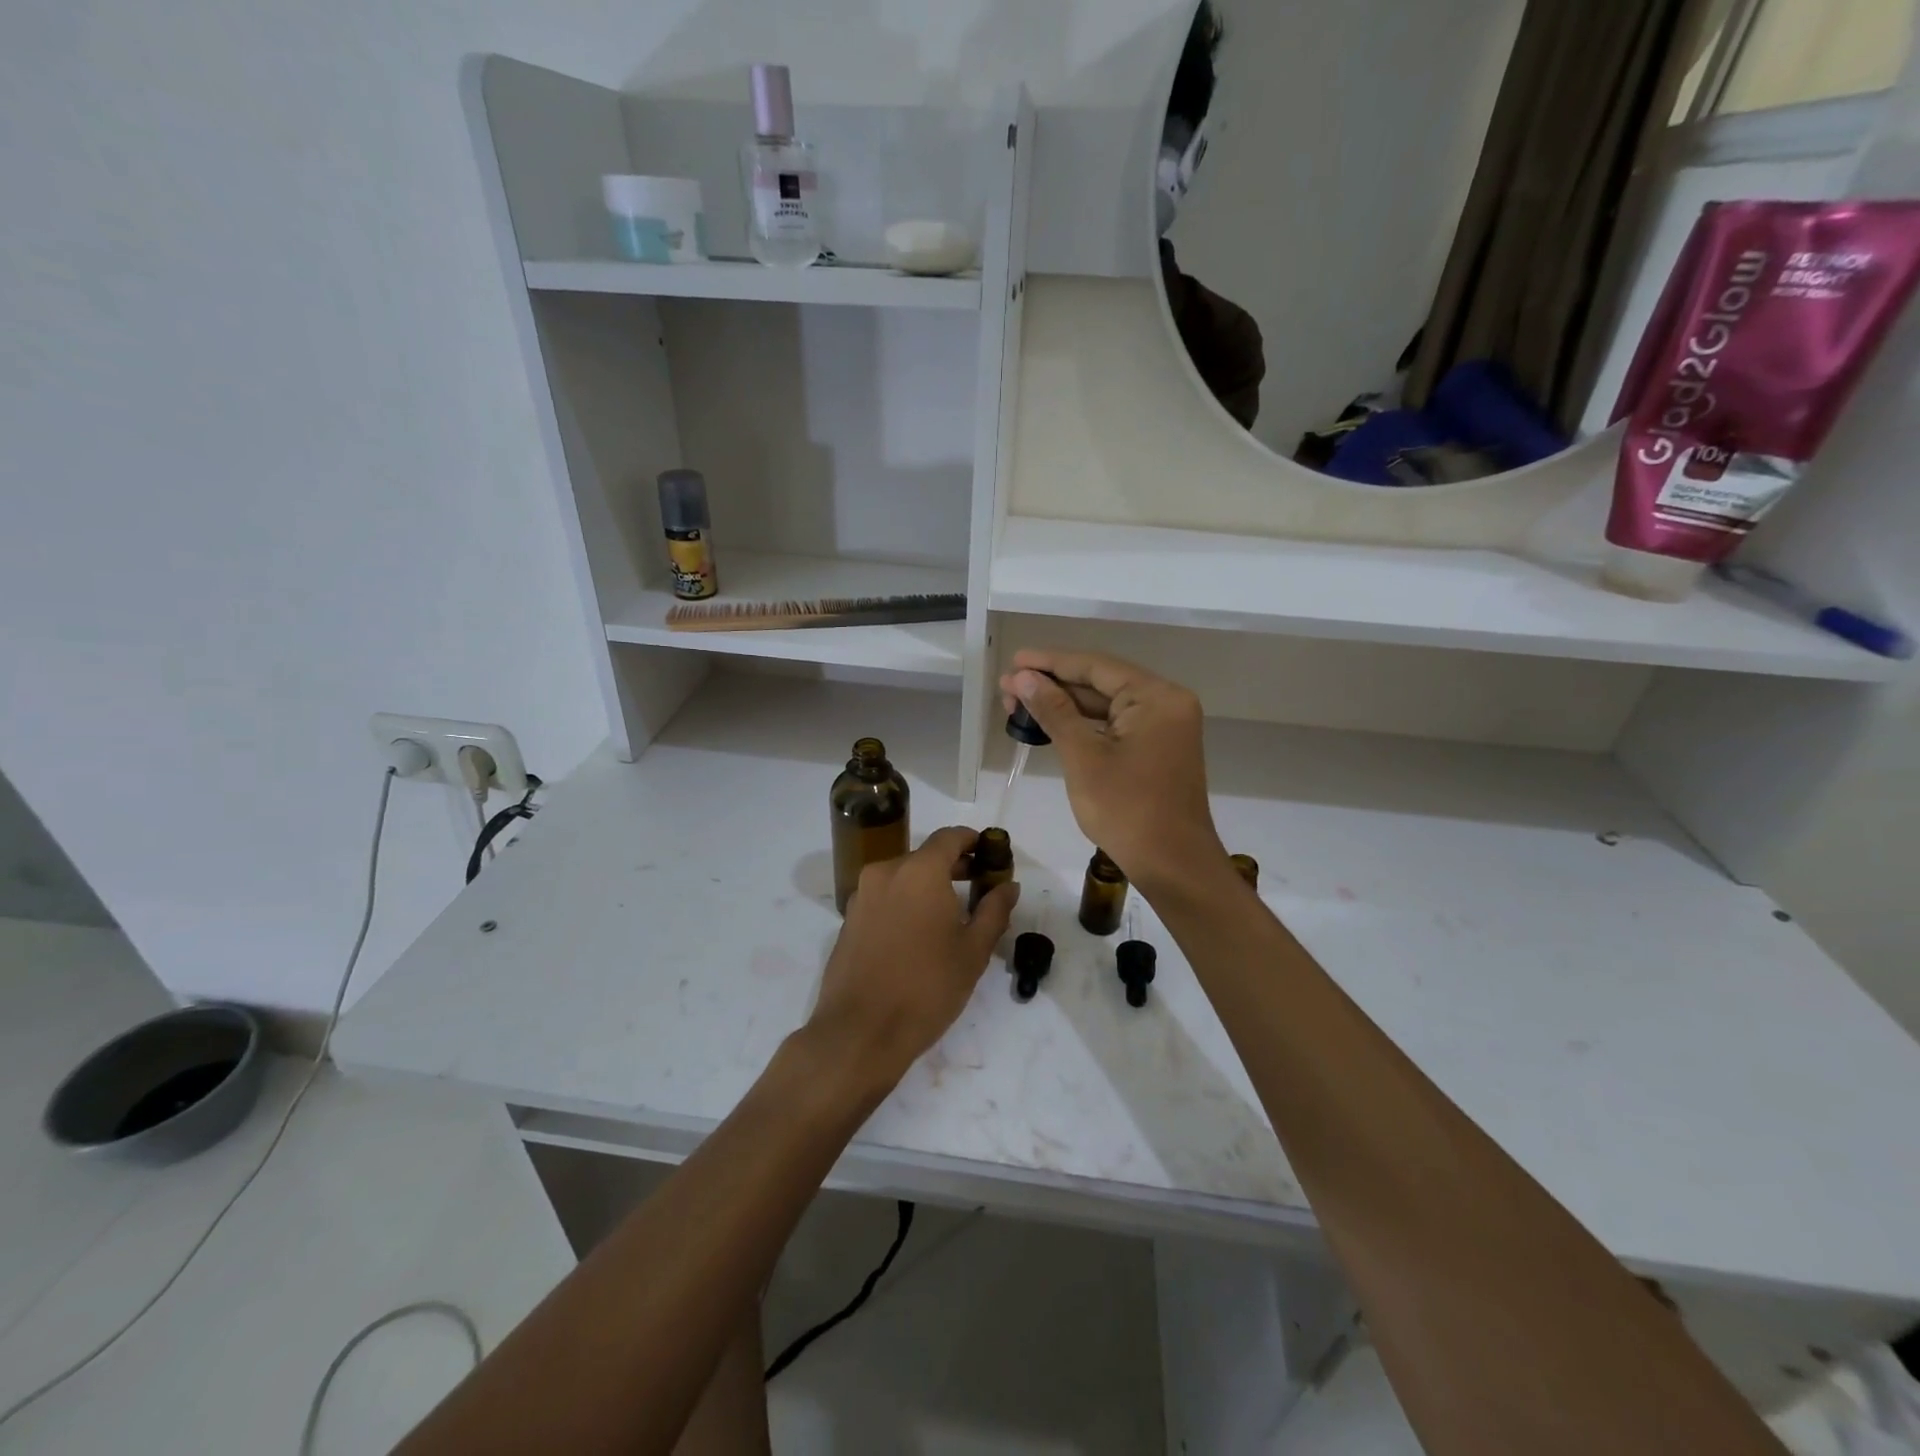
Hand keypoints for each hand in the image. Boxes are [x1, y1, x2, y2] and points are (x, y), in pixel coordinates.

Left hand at [807, 826, 1018, 1091]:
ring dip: (928, 885)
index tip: (991, 857)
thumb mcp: (973, 951)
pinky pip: (884, 896)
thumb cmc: (926, 987)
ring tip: (952, 915)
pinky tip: (919, 933)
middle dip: (954, 866)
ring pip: (903, 876)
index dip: (974, 842)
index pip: (950, 837)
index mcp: (919, 871)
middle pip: (925, 856)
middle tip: (980, 887)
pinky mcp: (849, 919)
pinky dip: (906, 901)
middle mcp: (886, 872)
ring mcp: (862, 895)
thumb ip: (994, 910)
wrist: (860, 1032)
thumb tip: (1008, 885)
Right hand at [999, 649, 1225, 895]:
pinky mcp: (1157, 749)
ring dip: (1064, 705)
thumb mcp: (1083, 757)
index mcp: (1156, 697)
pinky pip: (1115, 725)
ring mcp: (1164, 727)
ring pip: (1105, 705)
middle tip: (1007, 688)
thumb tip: (1023, 677)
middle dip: (1052, 685)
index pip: (1095, 667)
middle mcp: (1166, 703)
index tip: (1014, 661)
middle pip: (1100, 683)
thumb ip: (1054, 711)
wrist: (1173, 865)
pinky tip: (1050, 723)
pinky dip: (1083, 725)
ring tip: (1018, 703)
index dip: (1050, 662)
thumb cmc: (1127, 810)